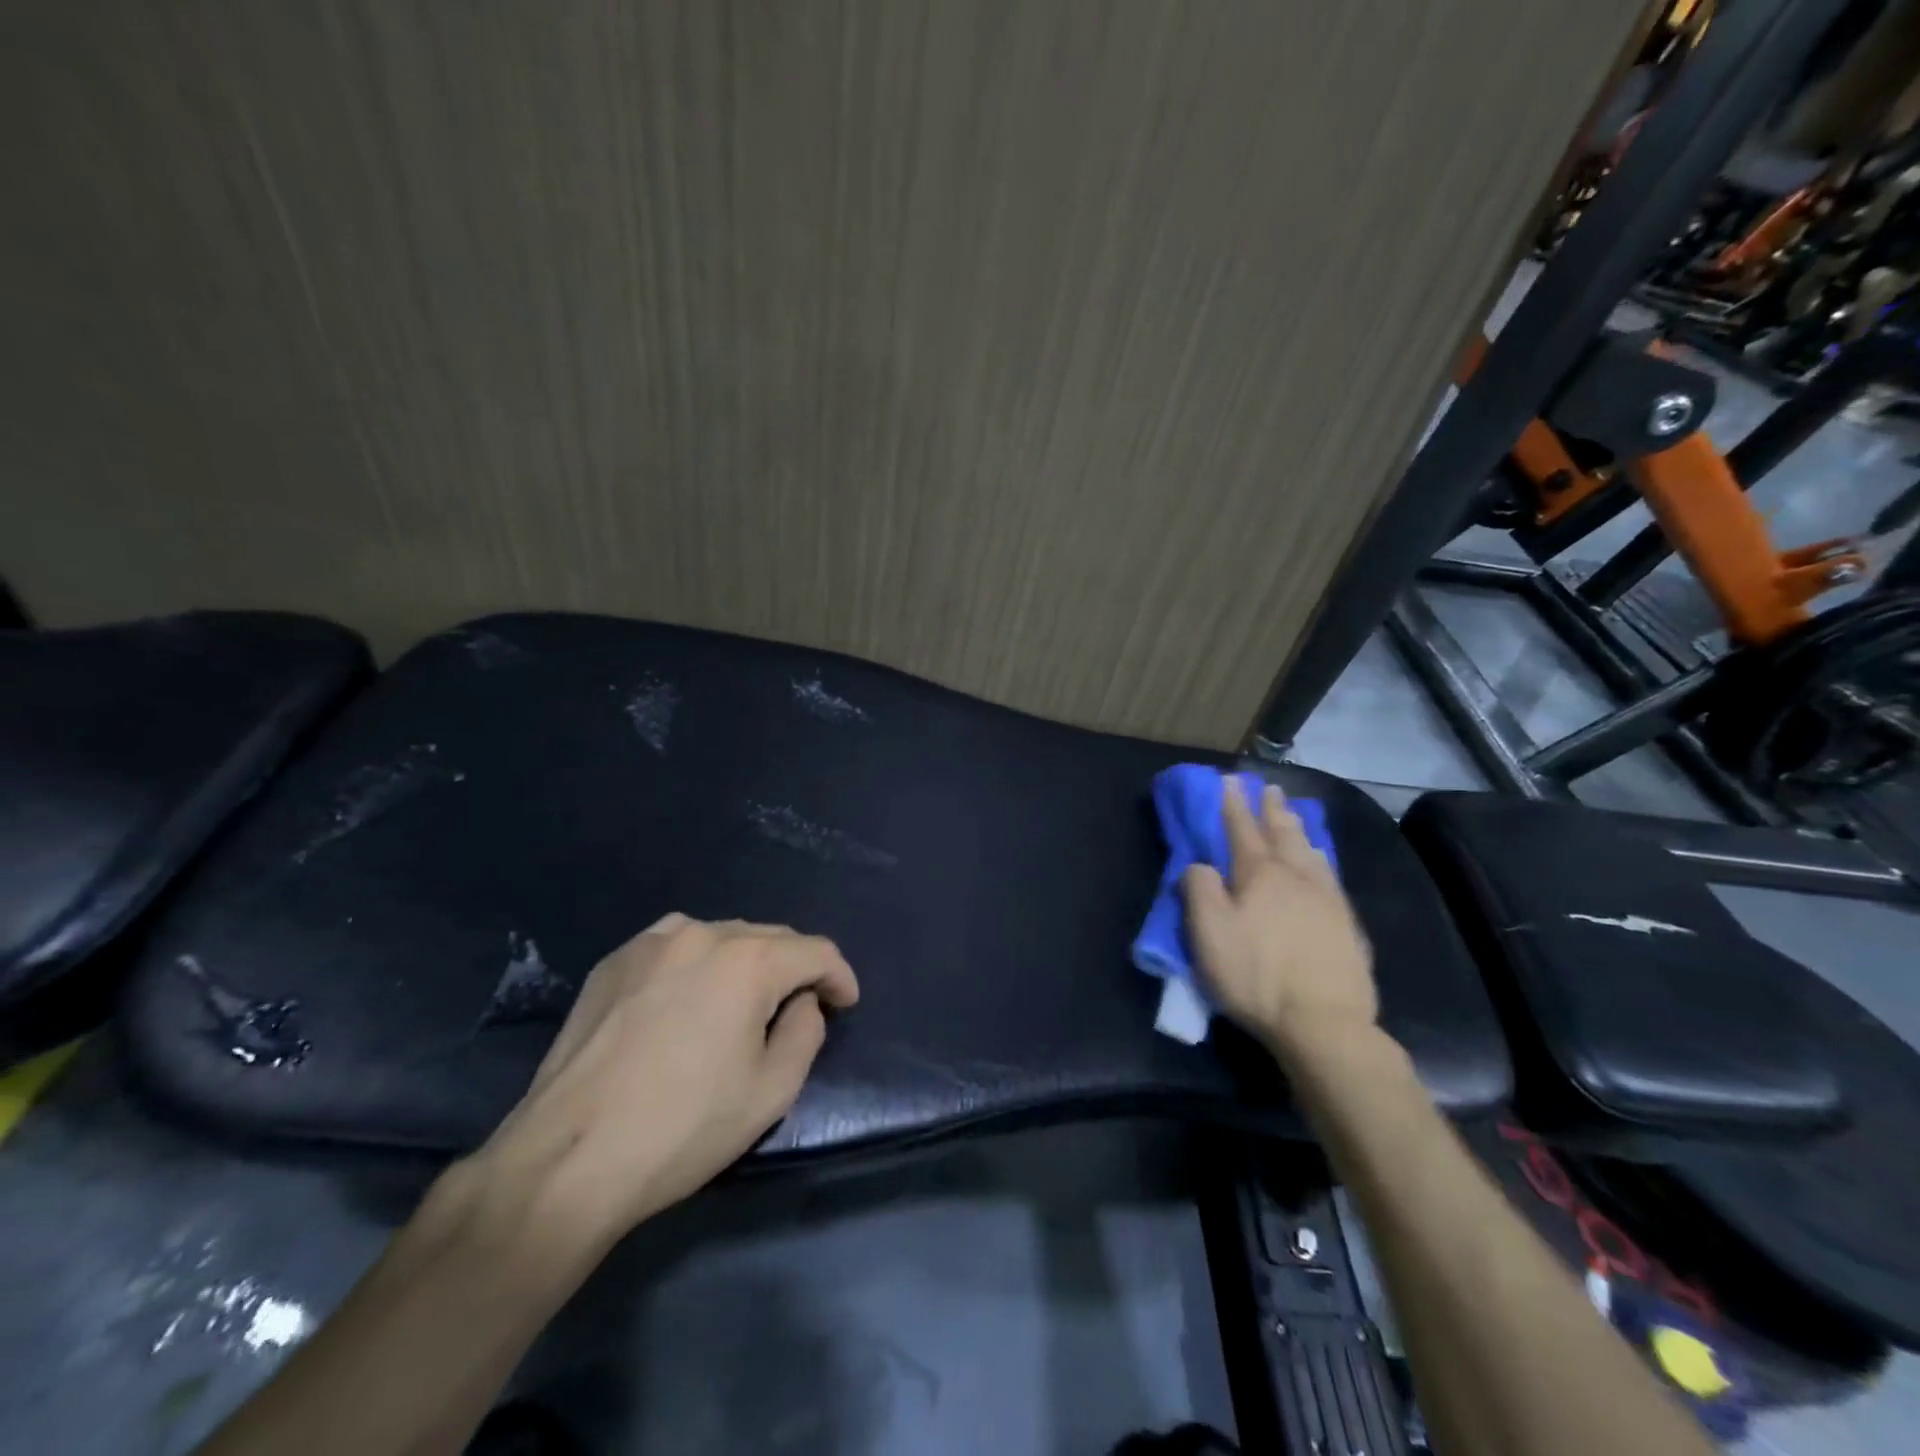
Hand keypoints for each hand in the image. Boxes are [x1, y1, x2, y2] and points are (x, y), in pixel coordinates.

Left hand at [469, 915, 858, 1251]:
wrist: (567, 1158)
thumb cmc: (682, 1127)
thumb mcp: (772, 1091)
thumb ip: (806, 1031)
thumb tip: (799, 1001)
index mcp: (748, 961)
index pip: (816, 950)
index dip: (839, 976)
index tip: (845, 1004)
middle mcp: (703, 933)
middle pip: (771, 937)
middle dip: (795, 967)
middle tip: (802, 1005)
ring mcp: (652, 942)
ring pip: (723, 936)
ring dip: (747, 961)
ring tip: (745, 1000)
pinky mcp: (615, 961)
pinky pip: (677, 946)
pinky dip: (700, 963)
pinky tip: (690, 998)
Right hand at [1181, 779, 1375, 1054]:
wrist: (1324, 1023)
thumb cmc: (1256, 976)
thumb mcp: (1208, 933)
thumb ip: (1198, 890)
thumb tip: (1199, 865)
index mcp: (1259, 875)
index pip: (1241, 830)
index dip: (1233, 805)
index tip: (1230, 780)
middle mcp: (1297, 877)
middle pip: (1283, 834)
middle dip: (1271, 809)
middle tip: (1269, 788)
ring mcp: (1328, 900)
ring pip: (1311, 852)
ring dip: (1298, 830)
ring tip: (1293, 816)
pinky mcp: (1348, 926)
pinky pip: (1331, 877)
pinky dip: (1321, 860)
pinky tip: (1322, 863)